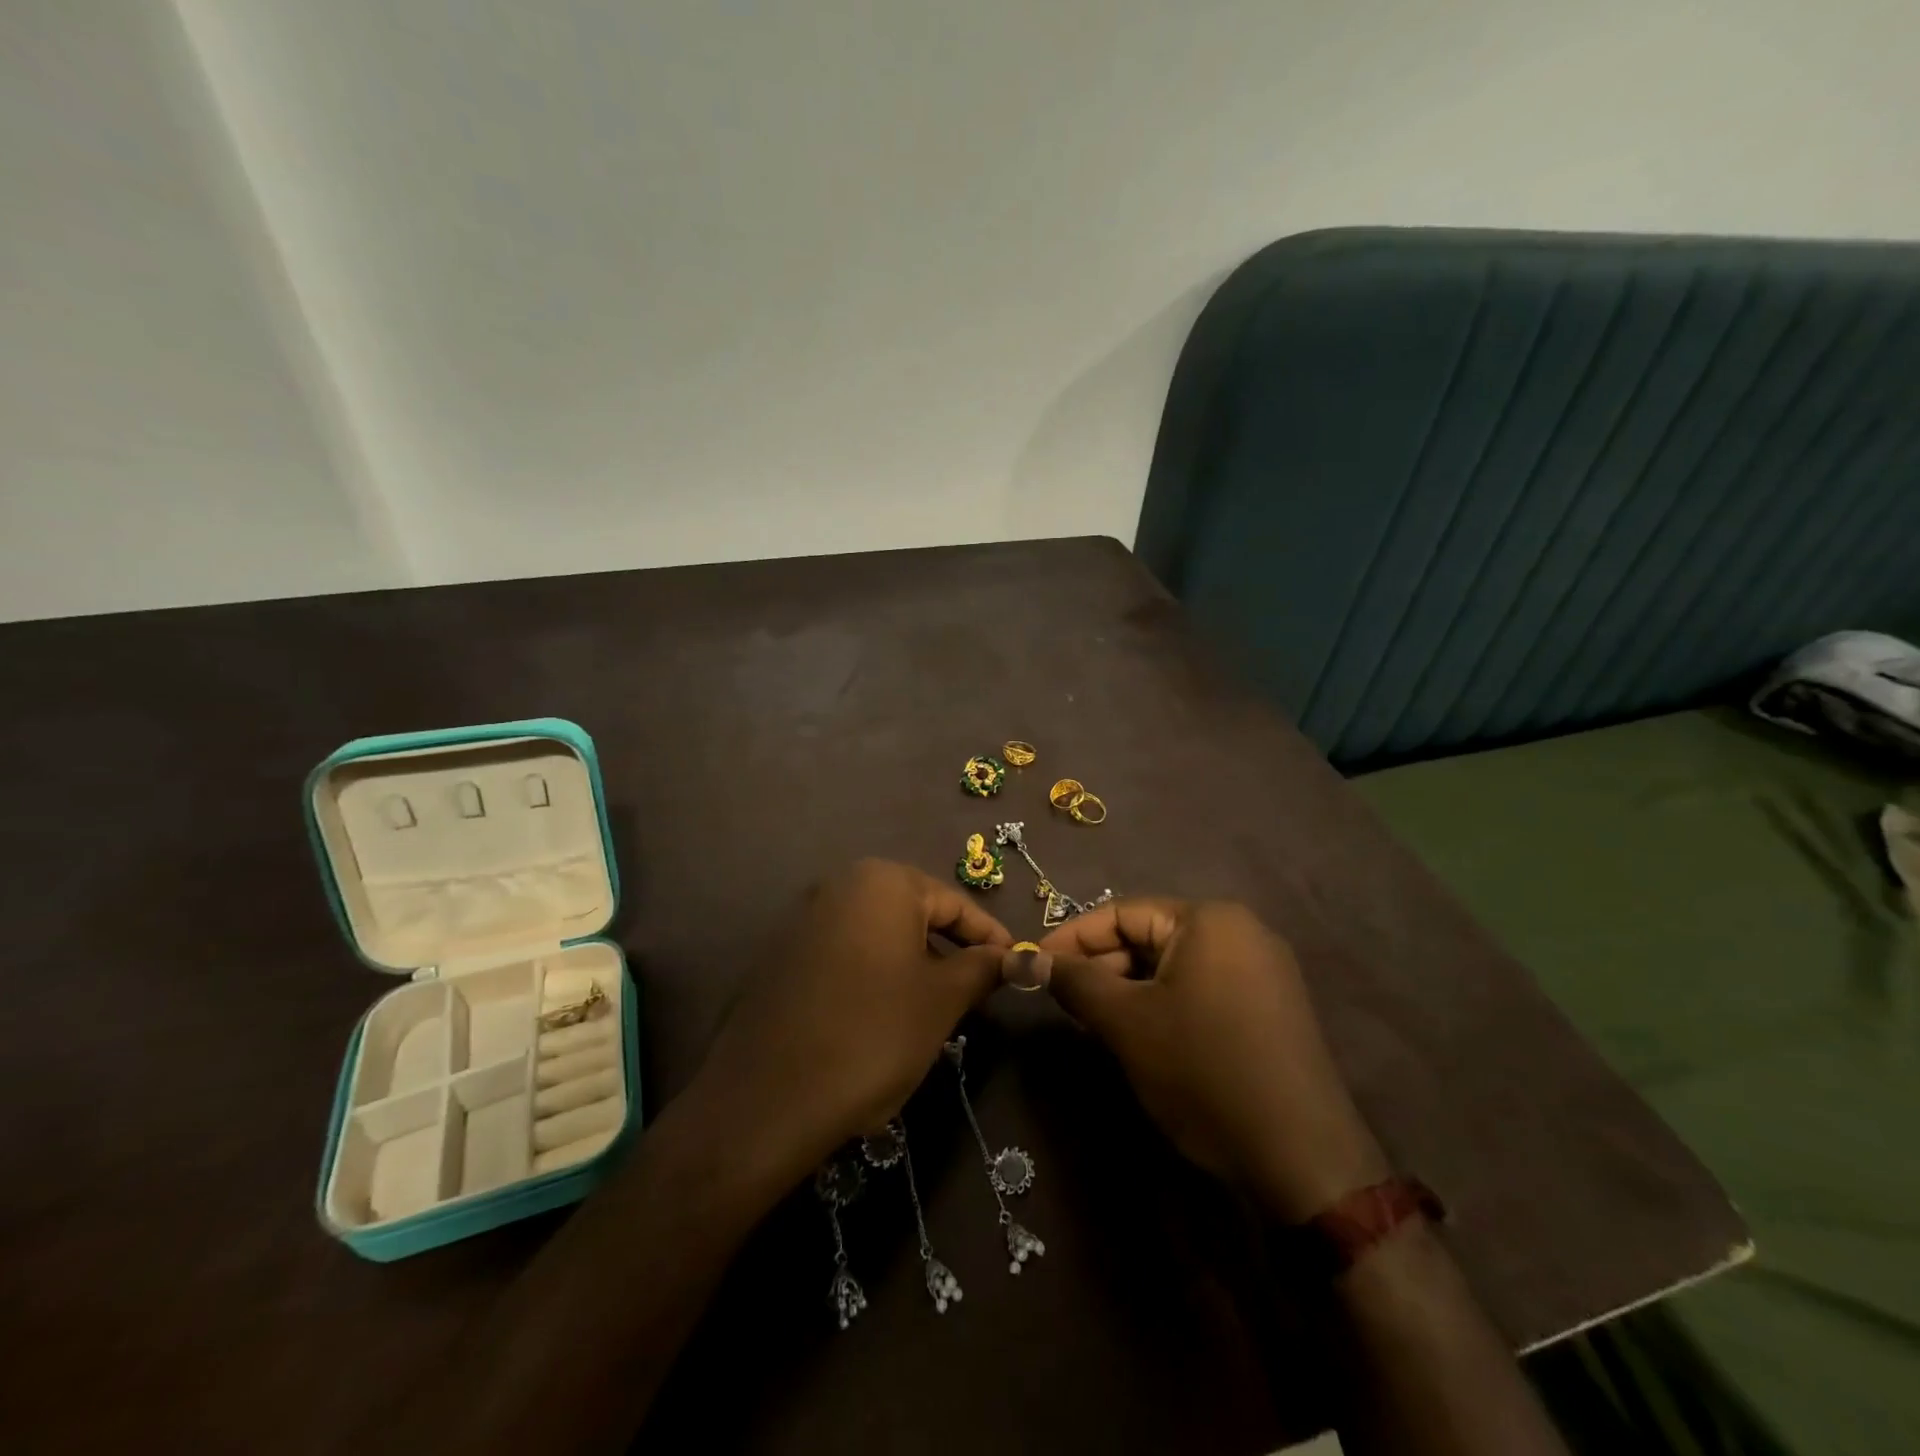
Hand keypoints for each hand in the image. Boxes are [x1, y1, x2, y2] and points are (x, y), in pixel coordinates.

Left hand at [685, 859, 1012, 1188]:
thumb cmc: (872, 1034)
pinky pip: (844, 952)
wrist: (766, 1098)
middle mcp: (840, 885)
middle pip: (914, 913)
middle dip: (949, 950)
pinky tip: (879, 1016)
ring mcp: (804, 918)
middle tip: (975, 992)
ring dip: (912, 964)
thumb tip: (1019, 956)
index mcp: (883, 881)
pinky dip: (872, 974)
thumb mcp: (942, 1000)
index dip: (989, 937)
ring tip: (932, 1009)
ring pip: (879, 934)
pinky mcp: (781, 954)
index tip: (1015, 966)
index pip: (954, 903)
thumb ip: (984, 967)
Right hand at [1039, 898, 1387, 1220]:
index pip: (1121, 912)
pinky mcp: (1270, 1008)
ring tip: (1093, 1022)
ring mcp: (1262, 970)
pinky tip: (1140, 1036)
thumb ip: (1074, 982)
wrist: (1302, 1158)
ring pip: (1173, 966)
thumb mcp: (1127, 1023)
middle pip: (1149, 936)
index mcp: (1209, 919)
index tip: (1034, 966)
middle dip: (1101, 966)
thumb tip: (1026, 960)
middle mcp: (1240, 931)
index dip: (1071, 938)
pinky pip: (1201, 988)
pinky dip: (1163, 1004)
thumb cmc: (1204, 1071)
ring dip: (1128, 988)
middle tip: (1061, 1001)